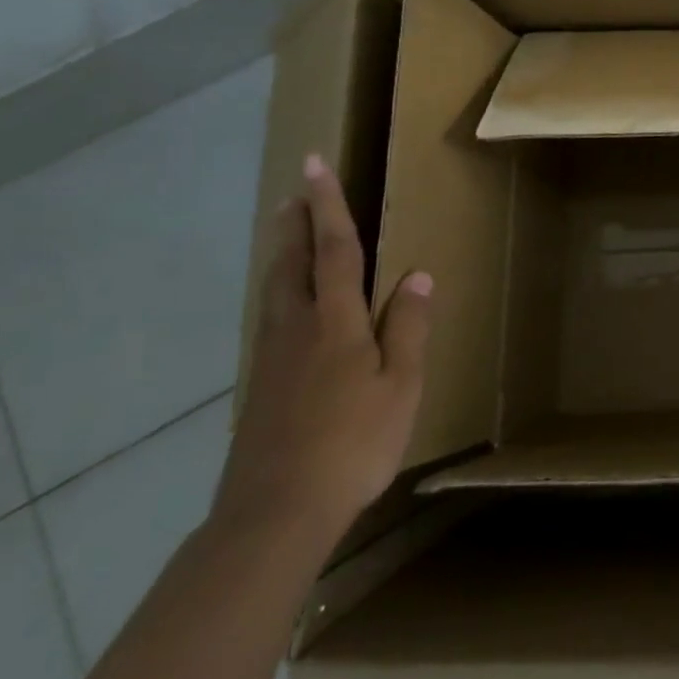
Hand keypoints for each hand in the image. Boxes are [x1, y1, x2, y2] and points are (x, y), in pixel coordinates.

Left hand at [212, 154, 432, 553]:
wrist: (275, 513)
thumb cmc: (352, 443)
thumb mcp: (400, 386)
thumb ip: (409, 328)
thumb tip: (418, 276)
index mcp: (336, 323)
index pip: (335, 250)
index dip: (328, 206)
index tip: (315, 164)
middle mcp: (297, 329)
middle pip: (293, 263)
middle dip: (296, 224)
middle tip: (296, 191)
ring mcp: (271, 358)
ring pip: (275, 290)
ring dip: (283, 254)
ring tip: (288, 233)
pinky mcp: (260, 386)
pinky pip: (270, 319)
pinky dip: (279, 291)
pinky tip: (286, 307)